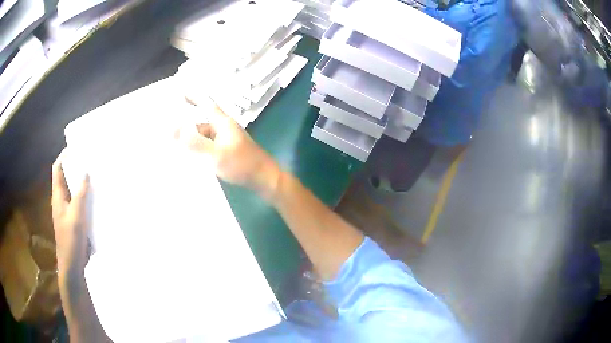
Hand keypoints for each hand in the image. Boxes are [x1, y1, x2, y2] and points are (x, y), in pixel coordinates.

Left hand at [52, 150, 90, 275]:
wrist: (72, 266)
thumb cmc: (71, 241)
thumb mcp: (76, 217)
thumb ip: (80, 195)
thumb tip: (85, 172)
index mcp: (58, 197)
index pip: (57, 170)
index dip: (64, 157)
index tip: (75, 148)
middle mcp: (61, 201)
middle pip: (65, 178)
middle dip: (75, 168)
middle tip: (89, 160)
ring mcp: (68, 212)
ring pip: (73, 191)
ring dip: (81, 183)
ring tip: (94, 176)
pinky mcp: (75, 221)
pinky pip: (79, 203)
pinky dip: (85, 197)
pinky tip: (96, 198)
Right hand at [176, 99, 281, 198]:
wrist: (265, 180)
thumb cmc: (242, 164)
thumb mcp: (216, 153)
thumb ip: (195, 143)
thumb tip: (174, 130)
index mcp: (223, 123)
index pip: (207, 104)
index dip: (194, 97)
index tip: (181, 93)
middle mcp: (224, 129)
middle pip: (202, 124)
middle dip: (186, 129)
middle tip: (169, 135)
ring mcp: (227, 142)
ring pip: (205, 138)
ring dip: (192, 143)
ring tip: (176, 150)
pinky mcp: (229, 153)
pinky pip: (209, 148)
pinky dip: (200, 152)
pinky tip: (191, 161)